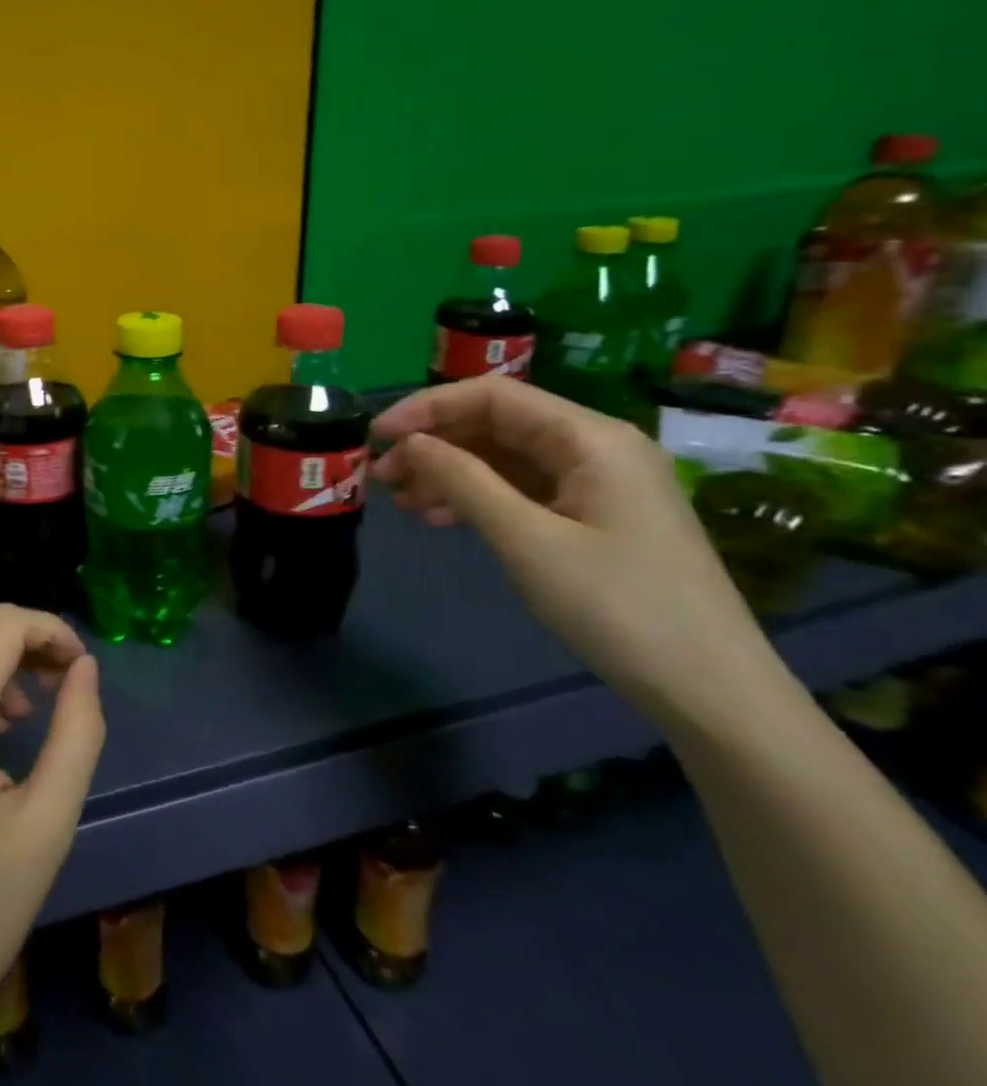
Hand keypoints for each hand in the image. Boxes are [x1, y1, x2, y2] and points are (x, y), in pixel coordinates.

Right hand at [371, 377, 767, 721]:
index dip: (427, 408)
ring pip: (505, 459)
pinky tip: (439, 517)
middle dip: (434, 443)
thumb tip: (409, 442)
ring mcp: (598, 484)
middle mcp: (596, 447)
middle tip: (381, 474)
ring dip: (449, 472)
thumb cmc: (616, 606)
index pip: (493, 396)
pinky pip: (523, 490)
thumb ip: (462, 480)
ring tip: (400, 500)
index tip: (376, 436)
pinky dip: (477, 498)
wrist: (709, 689)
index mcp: (591, 438)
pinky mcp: (595, 517)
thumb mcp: (526, 539)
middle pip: (497, 424)